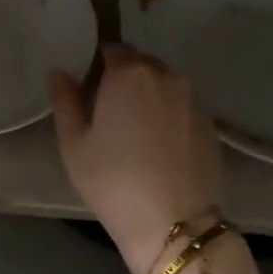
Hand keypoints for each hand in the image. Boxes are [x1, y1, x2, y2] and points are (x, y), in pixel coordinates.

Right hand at [49, 43, 225, 273]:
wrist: (172, 223)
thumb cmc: (111, 180)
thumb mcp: (73, 144)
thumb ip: (65, 101)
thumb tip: (61, 73)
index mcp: (129, 75)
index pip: (114, 49)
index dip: (99, 65)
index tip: (89, 90)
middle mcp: (167, 78)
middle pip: (143, 65)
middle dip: (126, 81)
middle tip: (109, 115)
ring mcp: (194, 102)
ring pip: (167, 88)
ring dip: (150, 100)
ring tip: (136, 136)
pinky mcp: (211, 128)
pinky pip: (183, 112)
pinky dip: (170, 121)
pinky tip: (159, 152)